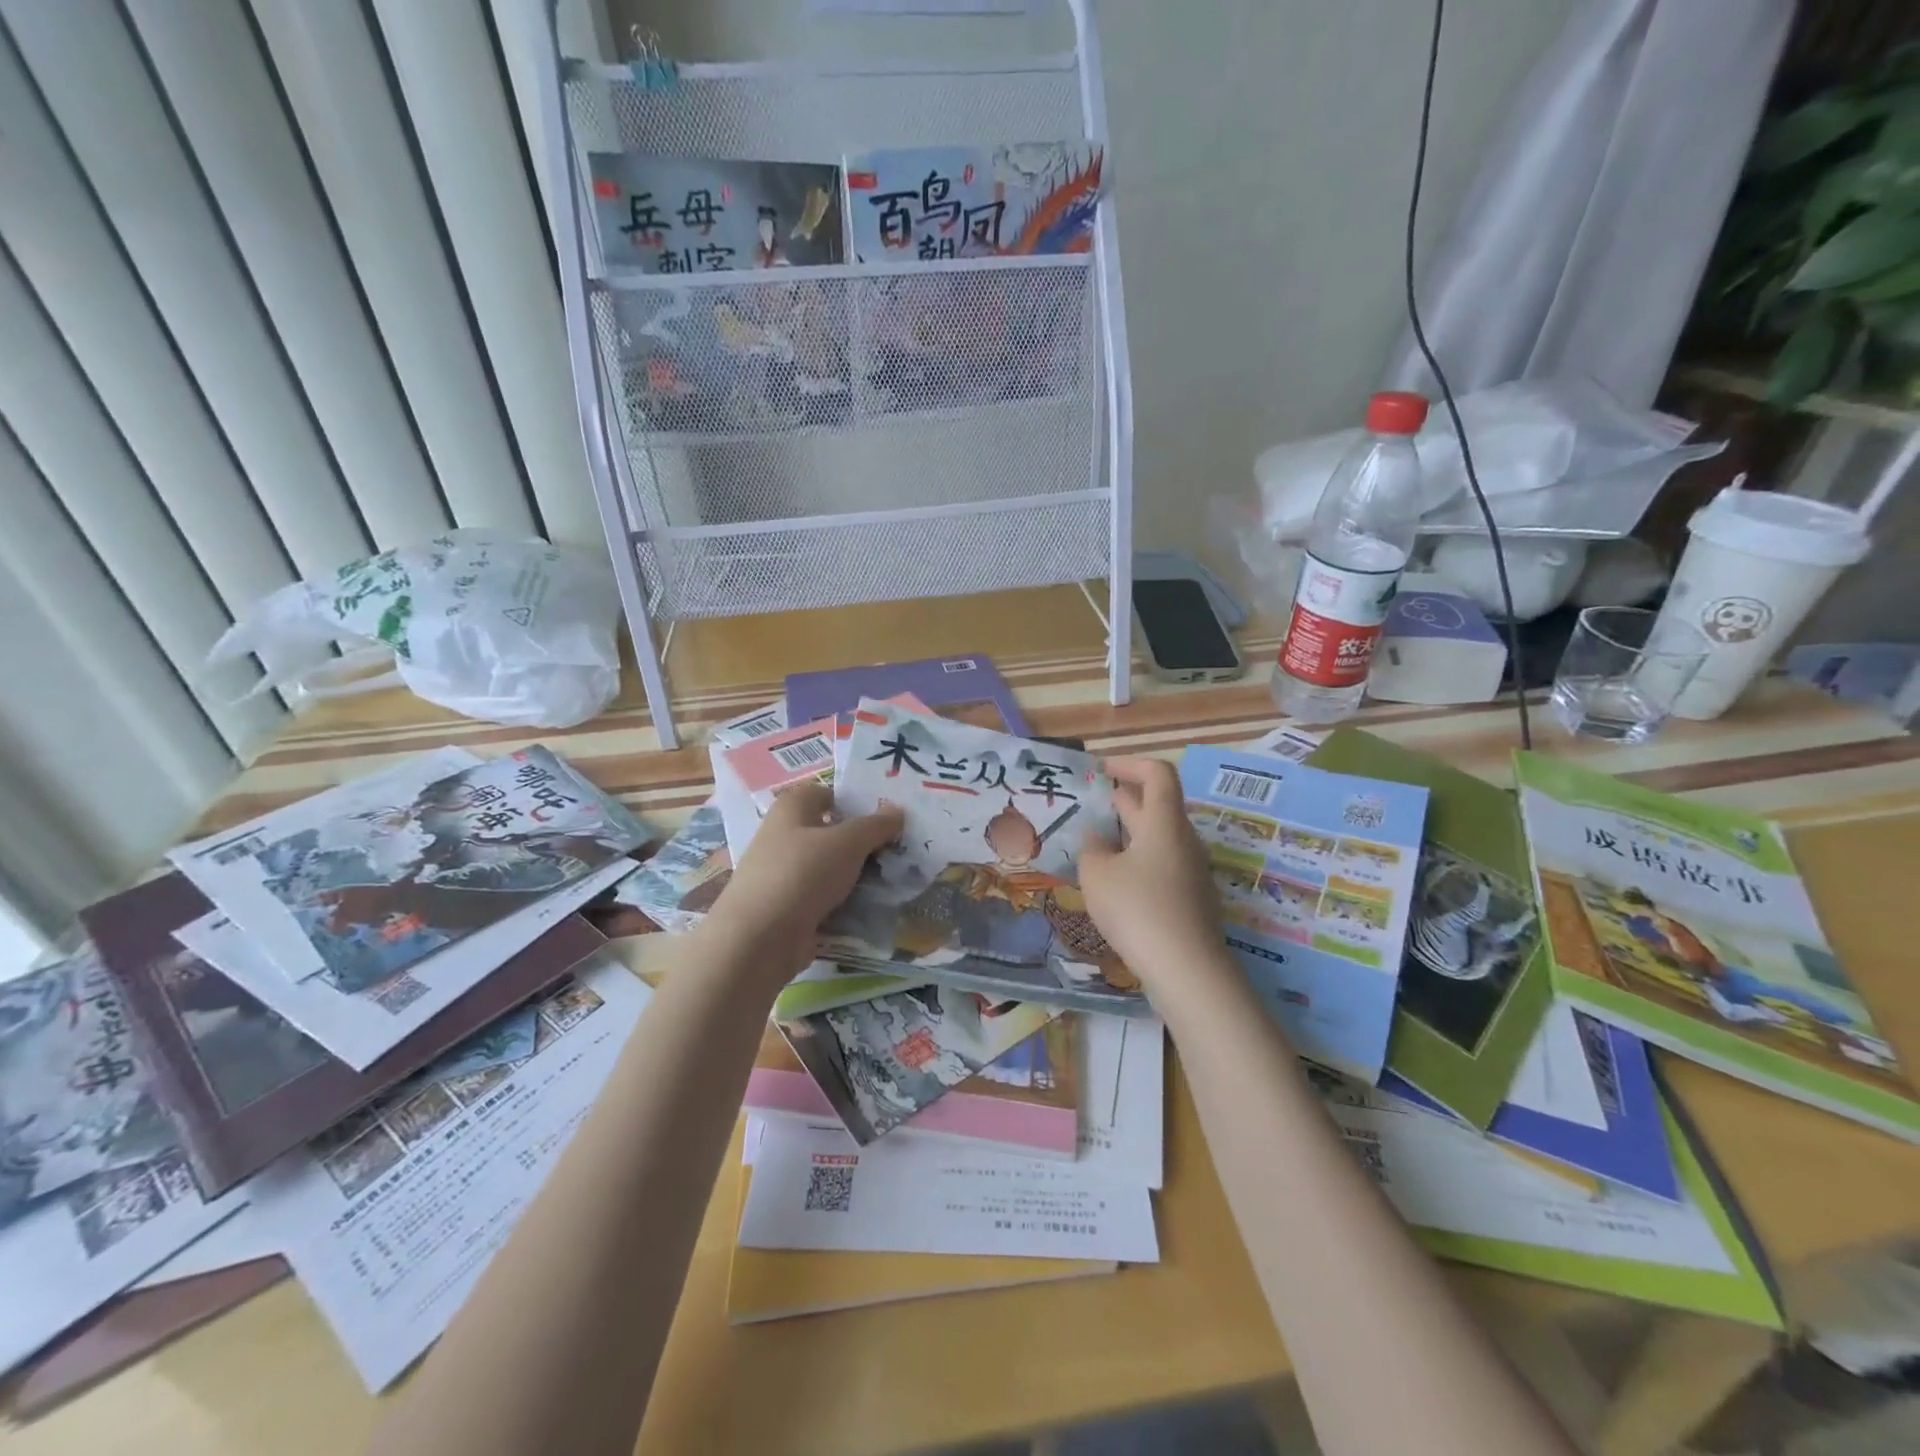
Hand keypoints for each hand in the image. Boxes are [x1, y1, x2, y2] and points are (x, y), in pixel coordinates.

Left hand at [705, 781, 902, 979]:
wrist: (760, 938)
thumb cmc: (803, 873)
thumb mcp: (848, 842)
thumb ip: (875, 825)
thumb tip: (897, 810)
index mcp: (791, 810)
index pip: (824, 794)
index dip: (853, 801)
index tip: (885, 816)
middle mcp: (782, 837)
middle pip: (829, 833)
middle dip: (860, 842)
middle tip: (898, 849)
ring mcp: (782, 876)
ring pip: (828, 869)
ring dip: (855, 875)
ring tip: (893, 880)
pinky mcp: (786, 909)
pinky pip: (822, 899)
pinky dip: (843, 903)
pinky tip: (870, 909)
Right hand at [1079, 757, 1225, 990]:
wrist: (1187, 969)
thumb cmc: (1138, 909)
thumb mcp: (1098, 874)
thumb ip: (1091, 848)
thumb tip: (1096, 838)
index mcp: (1164, 822)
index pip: (1158, 774)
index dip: (1130, 764)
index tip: (1102, 770)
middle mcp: (1183, 840)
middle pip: (1158, 805)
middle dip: (1125, 798)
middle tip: (1093, 800)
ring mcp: (1191, 871)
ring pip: (1159, 837)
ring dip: (1129, 831)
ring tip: (1097, 839)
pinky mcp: (1190, 899)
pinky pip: (1162, 865)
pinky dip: (1138, 859)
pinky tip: (1115, 879)